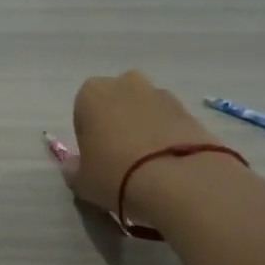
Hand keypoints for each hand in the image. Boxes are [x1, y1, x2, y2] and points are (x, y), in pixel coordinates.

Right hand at [63, 70, 222, 213]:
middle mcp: (125, 83)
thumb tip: (74, 166)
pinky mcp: (190, 110)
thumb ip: (73, 169)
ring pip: (145, 111)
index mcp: (91, 94)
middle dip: (117, 124)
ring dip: (144, 129)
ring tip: (148, 166)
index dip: (88, 137)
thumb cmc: (115, 174)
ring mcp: (161, 94)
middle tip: (120, 159)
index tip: (95, 160)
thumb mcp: (82, 181)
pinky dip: (167, 138)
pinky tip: (168, 165)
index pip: (82, 112)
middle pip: (116, 104)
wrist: (178, 180)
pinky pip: (169, 123)